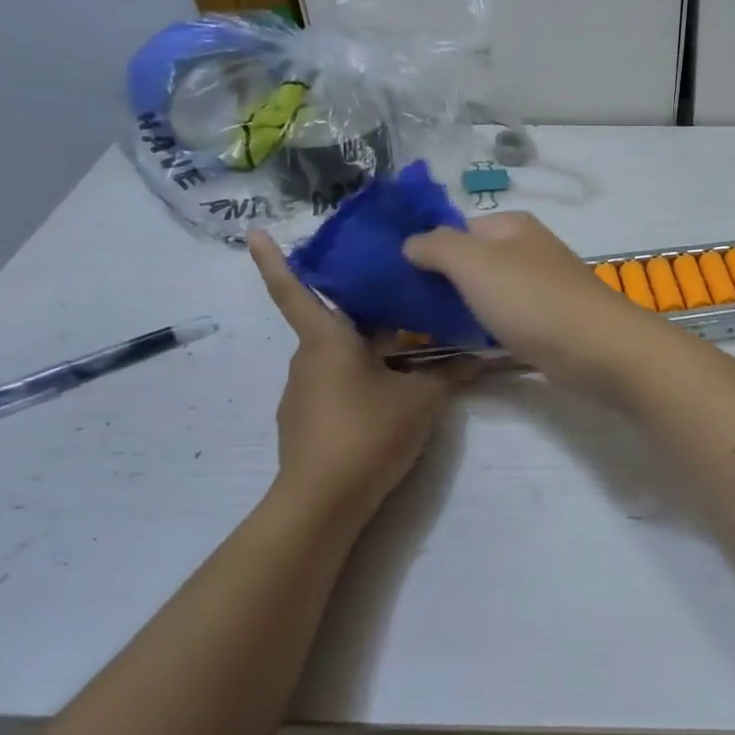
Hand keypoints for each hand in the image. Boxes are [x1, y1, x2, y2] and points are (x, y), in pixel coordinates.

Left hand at [248, 229, 466, 517]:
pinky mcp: (305, 419)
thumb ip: (449, 373)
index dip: (273, 261)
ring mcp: (302, 391)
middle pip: (337, 323)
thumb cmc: (368, 433)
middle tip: (410, 302)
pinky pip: (337, 384)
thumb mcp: (421, 400)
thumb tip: (481, 355)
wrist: (323, 502)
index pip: (294, 290)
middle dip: (370, 314)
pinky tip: (393, 396)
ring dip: (372, 351)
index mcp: (327, 340)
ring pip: (341, 356)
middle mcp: (307, 358)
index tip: (253, 231)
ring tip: (414, 353)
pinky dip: (362, 380)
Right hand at [403, 213, 675, 398]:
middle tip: (406, 310)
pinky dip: (486, 329)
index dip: (426, 249)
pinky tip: (465, 346)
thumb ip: (437, 246)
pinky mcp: (549, 322)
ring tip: (425, 331)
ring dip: (461, 309)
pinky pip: (505, 319)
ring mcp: (541, 287)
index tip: (396, 279)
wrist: (597, 349)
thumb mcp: (474, 262)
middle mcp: (528, 250)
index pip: (456, 228)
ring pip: (488, 293)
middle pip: (472, 261)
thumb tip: (410, 243)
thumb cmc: (532, 299)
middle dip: (441, 282)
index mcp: (512, 226)